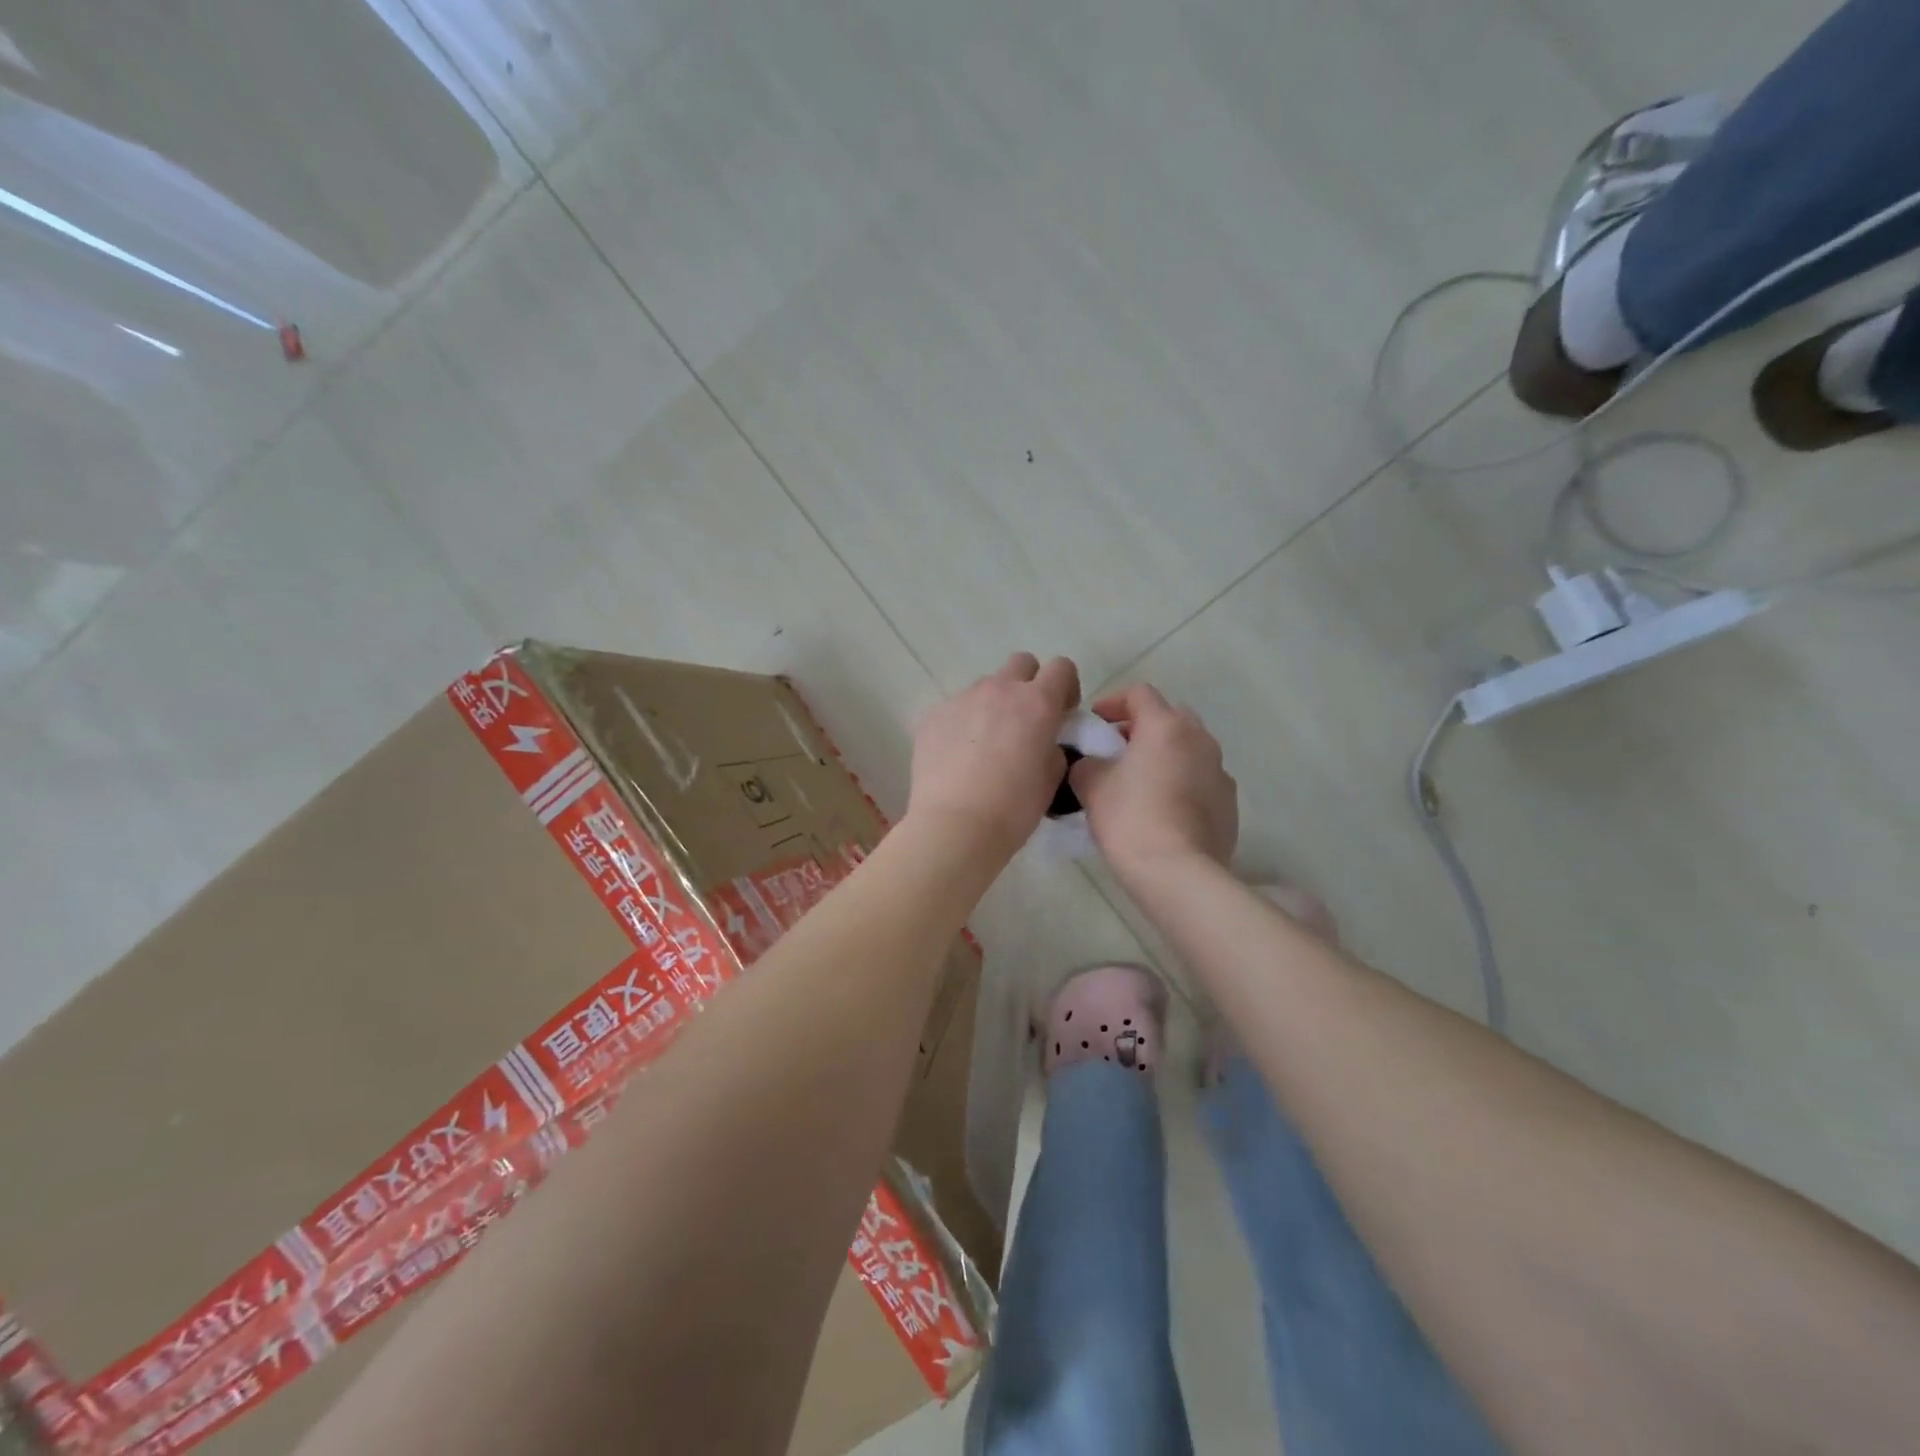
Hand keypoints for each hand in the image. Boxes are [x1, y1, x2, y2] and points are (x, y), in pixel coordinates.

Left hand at [907, 653, 1080, 858]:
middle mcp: (999, 690)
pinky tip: (959, 757)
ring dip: (993, 705)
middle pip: (1021, 663)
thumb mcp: (1051, 778)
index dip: (1065, 687)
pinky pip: (956, 708)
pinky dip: (963, 724)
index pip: (1061, 667)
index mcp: (1037, 702)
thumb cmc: (1014, 808)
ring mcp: (962, 699)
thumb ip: (1053, 747)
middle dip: (1029, 684)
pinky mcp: (933, 715)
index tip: (1061, 713)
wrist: (955, 826)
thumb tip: (1043, 740)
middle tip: (1025, 721)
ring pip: (985, 686)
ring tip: (986, 744)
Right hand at [1069, 684, 1237, 881]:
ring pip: (1189, 747)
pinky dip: (1182, 781)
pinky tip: (1164, 808)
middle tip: (1118, 748)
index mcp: (1166, 726)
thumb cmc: (1130, 819)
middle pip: (1170, 716)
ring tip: (1141, 780)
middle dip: (1143, 726)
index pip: (1139, 694)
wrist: (1178, 873)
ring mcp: (1220, 771)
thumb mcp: (1091, 786)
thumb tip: (1091, 764)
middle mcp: (1200, 739)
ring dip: (1165, 754)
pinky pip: (1201, 778)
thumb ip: (1086, 764)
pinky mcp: (1229, 802)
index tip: (1095, 722)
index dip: (1113, 701)